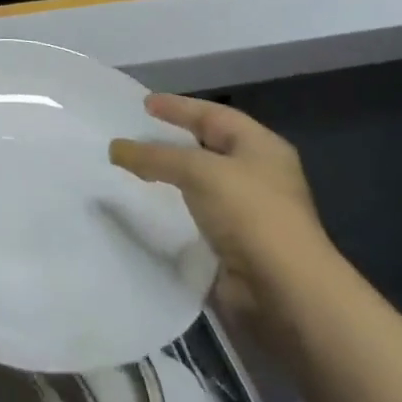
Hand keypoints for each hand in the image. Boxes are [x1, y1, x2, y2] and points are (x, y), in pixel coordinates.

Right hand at [109, 95, 332, 326]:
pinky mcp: (235, 249)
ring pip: (199, 187)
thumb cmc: (251, 215)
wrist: (285, 297)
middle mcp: (257, 176)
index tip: (143, 104)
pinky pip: (195, 220)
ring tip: (130, 171)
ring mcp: (248, 215)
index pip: (213, 116)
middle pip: (206, 149)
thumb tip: (115, 148)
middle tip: (133, 134)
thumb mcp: (199, 171)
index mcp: (261, 148)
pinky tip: (145, 209)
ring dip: (168, 181)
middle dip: (170, 143)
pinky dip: (172, 214)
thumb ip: (155, 156)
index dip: (178, 108)